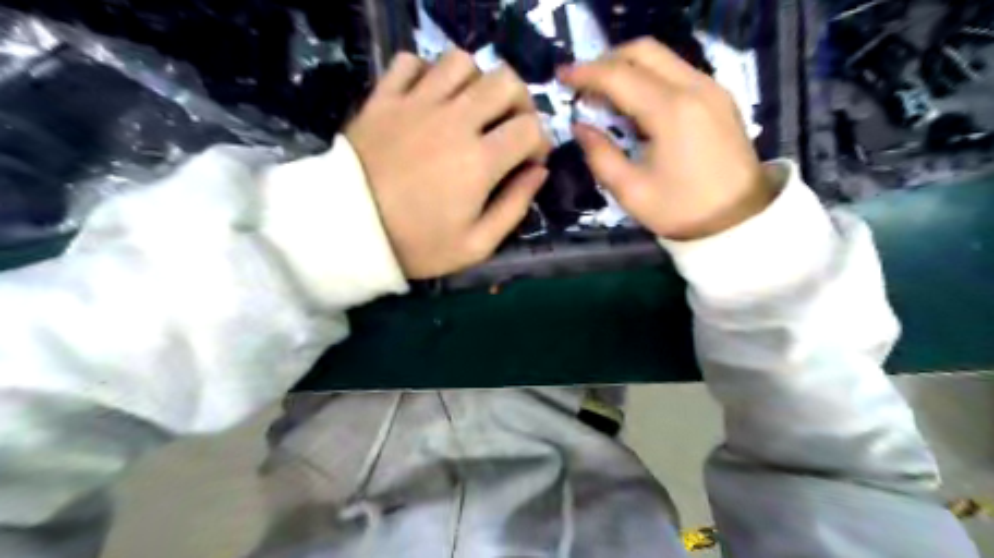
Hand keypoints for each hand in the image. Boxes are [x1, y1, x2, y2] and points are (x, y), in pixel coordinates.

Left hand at [348, 49, 550, 278]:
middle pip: (505, 81)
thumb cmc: (416, 244)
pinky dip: (427, 72)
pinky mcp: (384, 98)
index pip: (530, 128)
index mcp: (479, 161)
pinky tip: (429, 97)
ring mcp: (416, 104)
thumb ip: (514, 207)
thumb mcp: (476, 245)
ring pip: (461, 62)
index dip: (540, 141)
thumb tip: (538, 172)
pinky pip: (411, 61)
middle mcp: (454, 121)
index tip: (530, 160)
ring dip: (476, 82)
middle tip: (510, 125)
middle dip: (520, 101)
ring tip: (471, 109)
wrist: (347, 232)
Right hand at [556, 40, 770, 238]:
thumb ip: (600, 155)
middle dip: (606, 61)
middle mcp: (694, 87)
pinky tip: (634, 102)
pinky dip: (649, 77)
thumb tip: (580, 126)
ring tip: (603, 94)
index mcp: (671, 111)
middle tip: (582, 84)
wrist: (739, 220)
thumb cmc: (681, 210)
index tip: (561, 78)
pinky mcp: (718, 97)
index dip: (585, 73)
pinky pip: (677, 71)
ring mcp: (711, 88)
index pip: (619, 76)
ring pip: (662, 57)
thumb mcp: (631, 192)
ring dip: (628, 67)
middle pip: (643, 51)